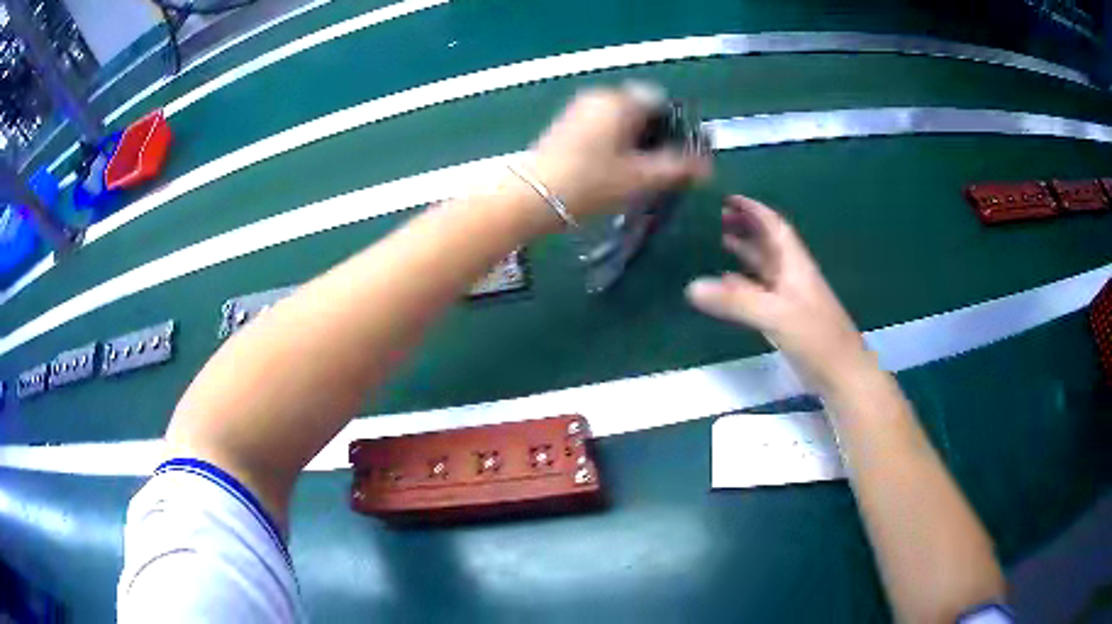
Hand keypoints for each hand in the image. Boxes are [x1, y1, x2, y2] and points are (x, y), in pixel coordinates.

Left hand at [526, 83, 710, 220]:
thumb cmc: (590, 184)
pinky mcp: (565, 125)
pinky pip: (602, 126)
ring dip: (635, 141)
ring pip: (621, 119)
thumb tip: (708, 167)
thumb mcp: (640, 178)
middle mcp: (599, 96)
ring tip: (637, 173)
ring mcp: (579, 109)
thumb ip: (678, 168)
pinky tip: (613, 170)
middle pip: (641, 109)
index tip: (679, 156)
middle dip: (656, 136)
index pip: (662, 103)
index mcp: (620, 101)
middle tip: (660, 168)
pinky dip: (615, 142)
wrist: (531, 198)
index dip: (677, 128)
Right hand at [685, 195, 869, 386]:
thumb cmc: (815, 337)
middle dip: (746, 226)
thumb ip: (735, 300)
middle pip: (768, 242)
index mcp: (794, 264)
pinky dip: (743, 283)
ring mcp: (790, 298)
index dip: (754, 210)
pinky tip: (728, 284)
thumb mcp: (775, 314)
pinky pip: (761, 291)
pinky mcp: (786, 319)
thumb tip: (691, 287)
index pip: (774, 227)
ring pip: (765, 266)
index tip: (730, 198)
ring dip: (745, 251)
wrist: (841, 373)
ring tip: (720, 239)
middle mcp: (792, 275)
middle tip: (718, 216)